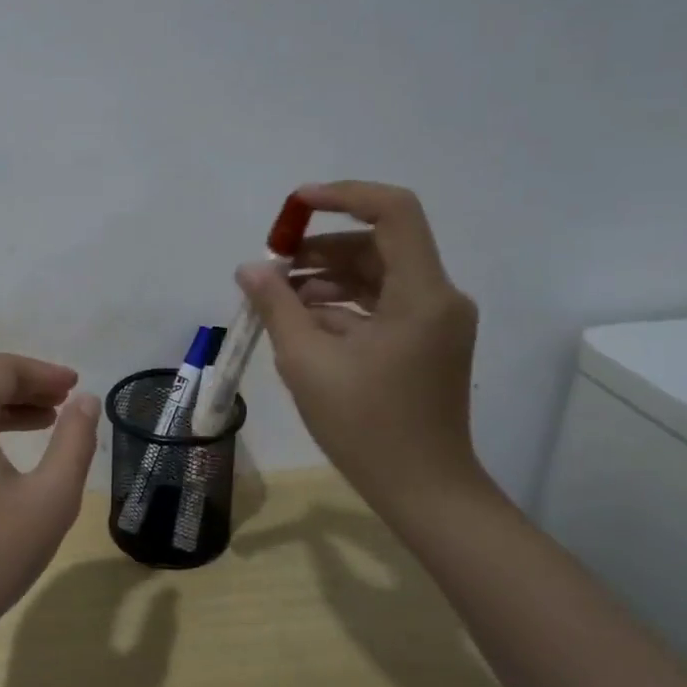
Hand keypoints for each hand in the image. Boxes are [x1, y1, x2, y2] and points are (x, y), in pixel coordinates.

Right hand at [235, 181, 483, 512]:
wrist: (423, 491)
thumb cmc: (366, 426)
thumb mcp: (307, 362)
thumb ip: (276, 306)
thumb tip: (249, 268)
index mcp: (421, 294)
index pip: (393, 212)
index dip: (342, 196)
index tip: (294, 206)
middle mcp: (437, 297)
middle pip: (377, 244)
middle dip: (319, 247)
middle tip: (270, 264)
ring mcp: (432, 321)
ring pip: (375, 275)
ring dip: (324, 276)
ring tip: (275, 295)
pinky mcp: (423, 342)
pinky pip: (379, 304)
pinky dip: (339, 304)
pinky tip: (298, 320)